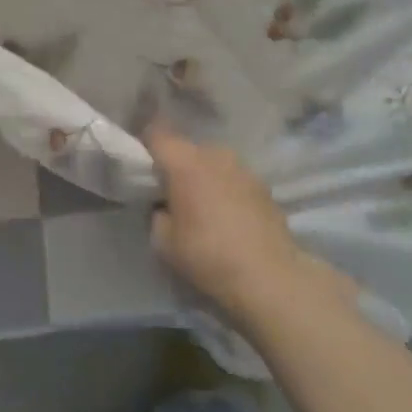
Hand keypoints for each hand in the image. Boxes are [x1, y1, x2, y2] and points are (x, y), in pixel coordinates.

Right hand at [147, 123, 351, 330]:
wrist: (269, 278)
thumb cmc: (208, 256)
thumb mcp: (164, 242)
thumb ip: (157, 214)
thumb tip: (164, 206)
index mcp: (184, 162)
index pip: (156, 134)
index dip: (145, 144)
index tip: (142, 164)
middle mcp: (213, 154)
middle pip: (186, 148)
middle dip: (177, 165)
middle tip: (171, 192)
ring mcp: (242, 167)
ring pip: (212, 162)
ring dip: (204, 176)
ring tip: (203, 205)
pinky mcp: (263, 185)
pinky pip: (234, 178)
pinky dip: (227, 189)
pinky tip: (229, 217)